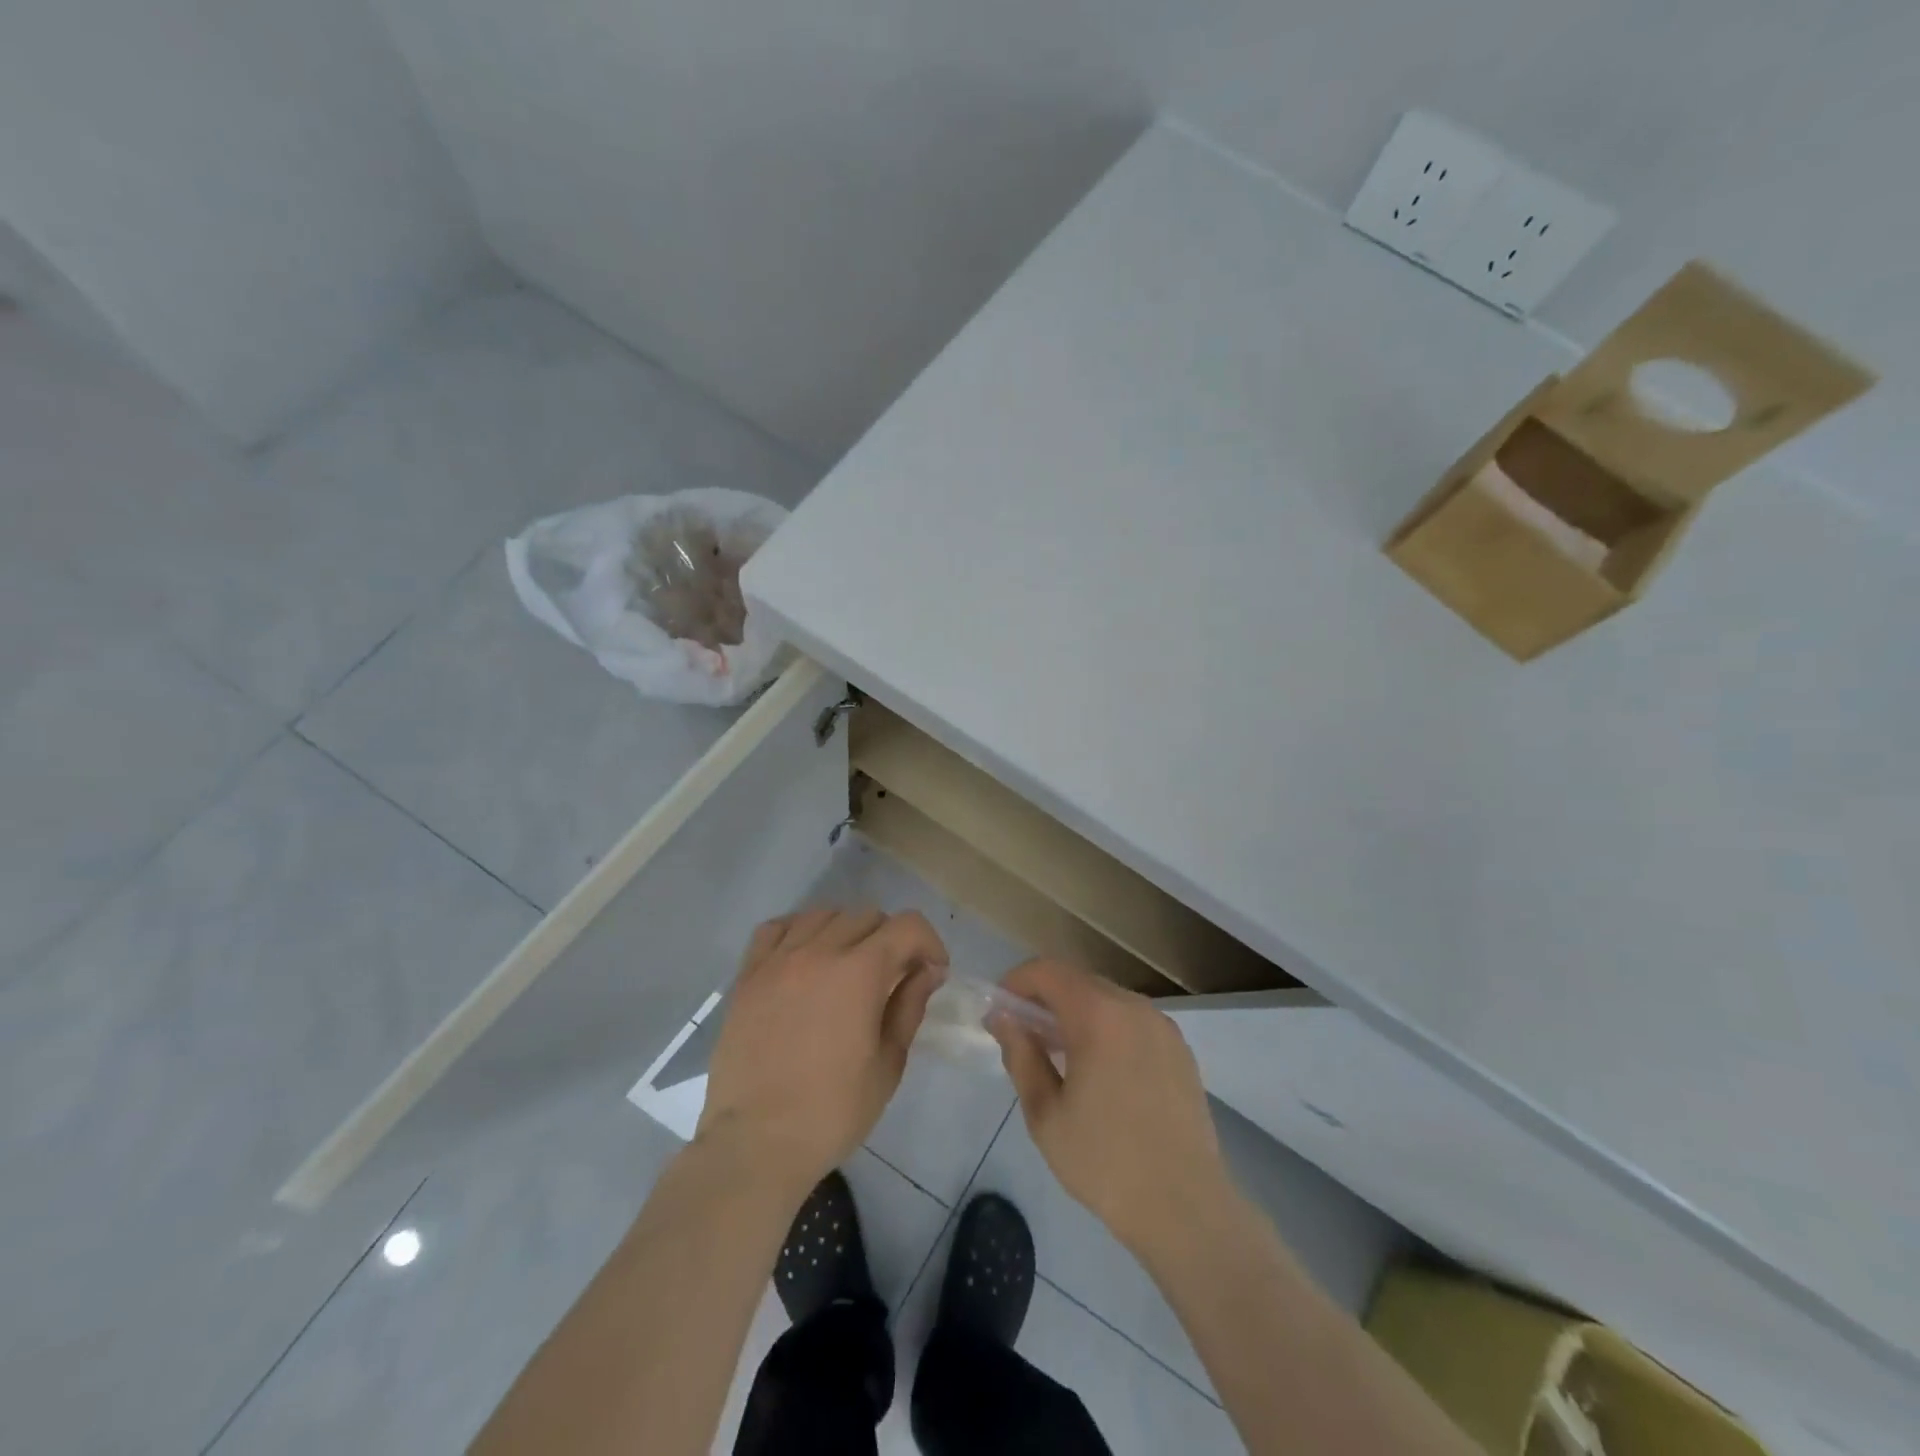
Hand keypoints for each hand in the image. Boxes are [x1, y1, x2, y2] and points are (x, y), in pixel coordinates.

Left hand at [697, 908, 947, 1196]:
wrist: (755, 1143)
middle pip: (867, 915)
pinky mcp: (748, 975)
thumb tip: (927, 971)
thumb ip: (909, 1007)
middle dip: (891, 939)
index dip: (929, 942)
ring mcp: (778, 960)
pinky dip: (799, 931)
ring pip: (823, 915)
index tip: (932, 972)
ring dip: (847, 931)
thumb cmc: (832, 1112)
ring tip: (848, 966)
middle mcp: (819, 951)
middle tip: (893, 977)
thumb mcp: (888, 1065)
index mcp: (859, 972)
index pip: (907, 925)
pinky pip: (776, 928)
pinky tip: (805, 957)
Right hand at [991, 959, 1233, 1256]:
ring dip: (1076, 1013)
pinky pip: (1132, 1021)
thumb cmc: (1104, 1162)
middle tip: (1023, 1035)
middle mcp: (1134, 1007)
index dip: (1016, 981)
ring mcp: (1163, 1026)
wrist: (1185, 1208)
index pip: (1047, 971)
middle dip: (1045, 998)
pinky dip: (1107, 1028)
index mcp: (1099, 1015)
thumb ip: (1020, 1055)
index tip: (999, 1010)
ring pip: (1107, 999)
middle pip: (1078, 981)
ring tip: (1059, 1055)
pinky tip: (1101, 1071)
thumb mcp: (1045, 1114)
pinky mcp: (1180, 1049)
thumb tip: (1001, 1017)